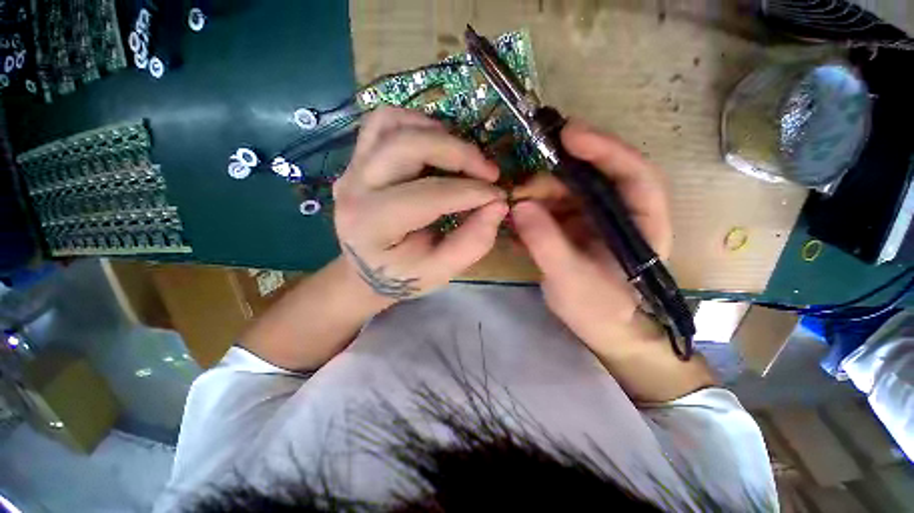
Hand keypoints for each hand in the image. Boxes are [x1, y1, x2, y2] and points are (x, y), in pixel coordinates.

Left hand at [334, 107, 507, 301]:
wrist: (365, 269)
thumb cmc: (402, 275)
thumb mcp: (440, 272)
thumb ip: (471, 243)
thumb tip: (498, 205)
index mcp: (373, 226)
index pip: (427, 196)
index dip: (470, 191)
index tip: (499, 195)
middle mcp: (354, 189)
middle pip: (406, 145)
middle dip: (457, 152)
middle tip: (489, 171)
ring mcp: (351, 168)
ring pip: (392, 122)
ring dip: (437, 132)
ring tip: (464, 156)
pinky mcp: (357, 158)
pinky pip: (383, 122)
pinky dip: (417, 124)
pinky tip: (438, 145)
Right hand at [511, 120, 671, 354]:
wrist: (599, 328)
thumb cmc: (599, 310)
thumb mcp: (571, 280)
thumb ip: (547, 243)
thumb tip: (520, 205)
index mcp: (641, 222)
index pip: (632, 173)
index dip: (603, 147)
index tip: (567, 133)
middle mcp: (620, 212)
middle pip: (591, 177)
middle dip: (554, 177)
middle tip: (520, 188)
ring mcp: (595, 218)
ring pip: (566, 191)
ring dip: (537, 195)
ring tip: (512, 209)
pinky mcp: (575, 226)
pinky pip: (552, 207)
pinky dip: (532, 210)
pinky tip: (516, 222)